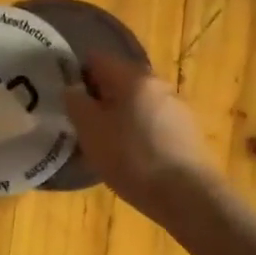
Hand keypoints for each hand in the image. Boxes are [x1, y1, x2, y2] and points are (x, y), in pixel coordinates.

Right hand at [63, 52, 220, 223]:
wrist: (188, 196)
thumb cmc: (132, 159)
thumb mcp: (91, 132)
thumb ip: (76, 104)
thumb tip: (72, 89)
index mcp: (133, 77)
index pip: (98, 58)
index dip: (77, 73)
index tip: (67, 99)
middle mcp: (158, 84)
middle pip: (119, 81)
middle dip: (99, 98)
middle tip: (82, 126)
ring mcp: (176, 107)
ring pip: (136, 103)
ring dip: (118, 117)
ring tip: (105, 146)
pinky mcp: (187, 131)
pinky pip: (152, 122)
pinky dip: (137, 132)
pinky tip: (131, 158)